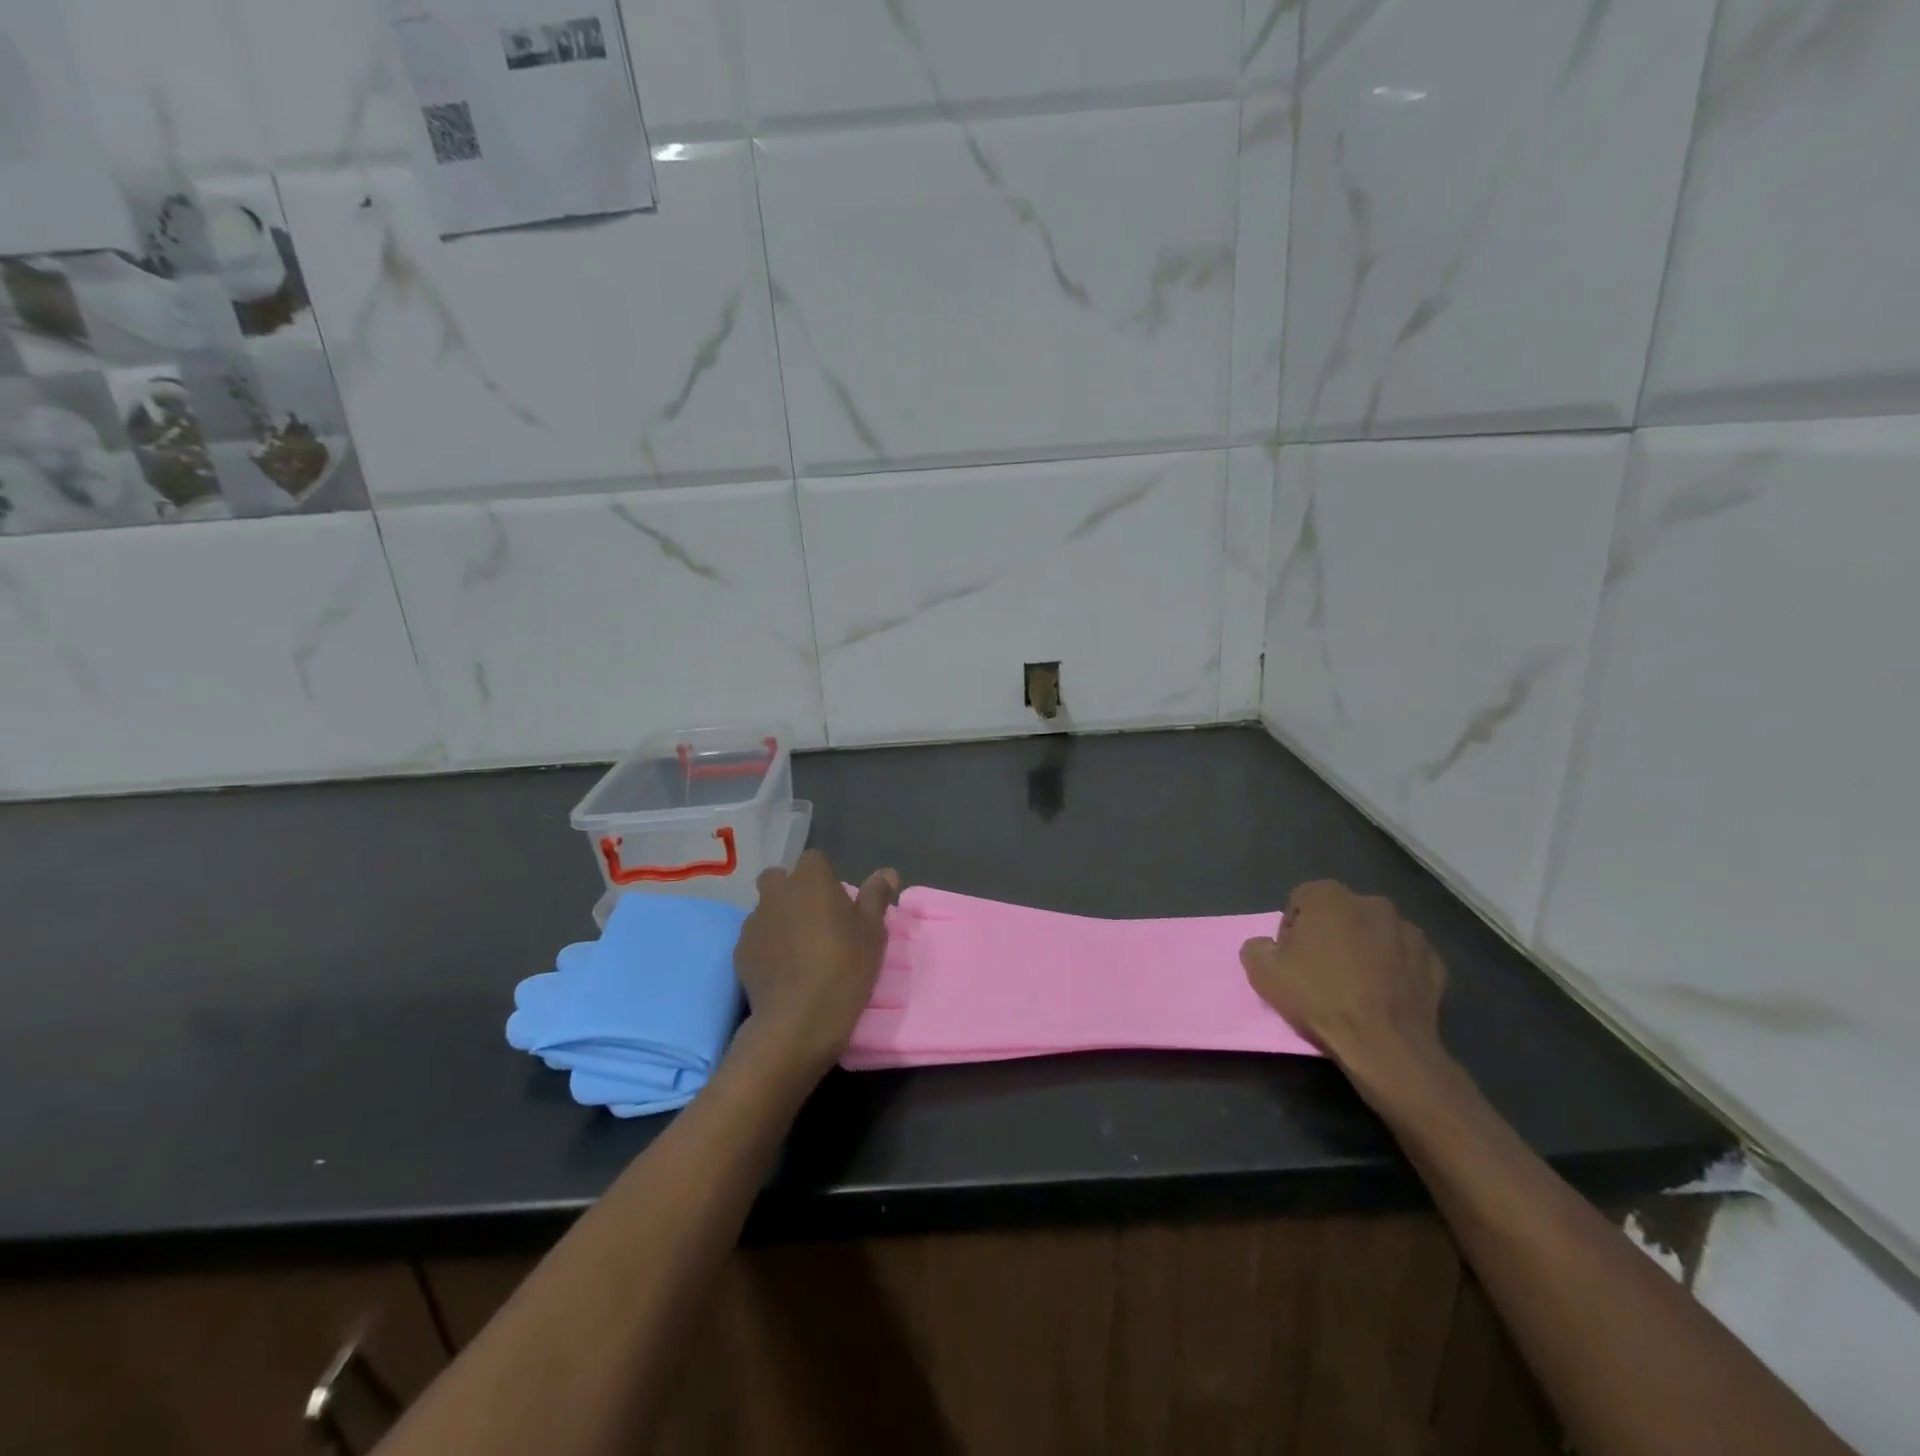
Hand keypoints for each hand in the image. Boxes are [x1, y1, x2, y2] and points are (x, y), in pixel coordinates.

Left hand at [733, 850, 898, 1081]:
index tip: (837, 901)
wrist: (799, 1020)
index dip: (825, 876)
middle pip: (780, 878)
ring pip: (765, 909)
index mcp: (811, 879)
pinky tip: (781, 969)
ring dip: (778, 919)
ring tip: (797, 948)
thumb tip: (887, 873)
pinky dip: (765, 946)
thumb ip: (876, 897)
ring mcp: (754, 921)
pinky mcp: (739, 951)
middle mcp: (777, 892)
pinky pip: (755, 938)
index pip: (815, 860)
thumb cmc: (845, 966)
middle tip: (813, 918)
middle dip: (792, 891)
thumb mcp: (873, 932)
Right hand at [1239, 881, 1447, 1098]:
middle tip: (1322, 971)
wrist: (1384, 1045)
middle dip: (1331, 934)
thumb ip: (1256, 947)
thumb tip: (1267, 946)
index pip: (1300, 901)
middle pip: (1340, 914)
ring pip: (1375, 933)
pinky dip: (1394, 969)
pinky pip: (1404, 958)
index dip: (1292, 929)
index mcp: (1328, 896)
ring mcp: (1408, 930)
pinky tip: (1384, 996)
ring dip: (1364, 950)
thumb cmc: (1319, 998)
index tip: (1293, 959)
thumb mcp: (1262, 973)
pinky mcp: (1434, 960)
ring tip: (1357, 986)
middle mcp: (1371, 902)